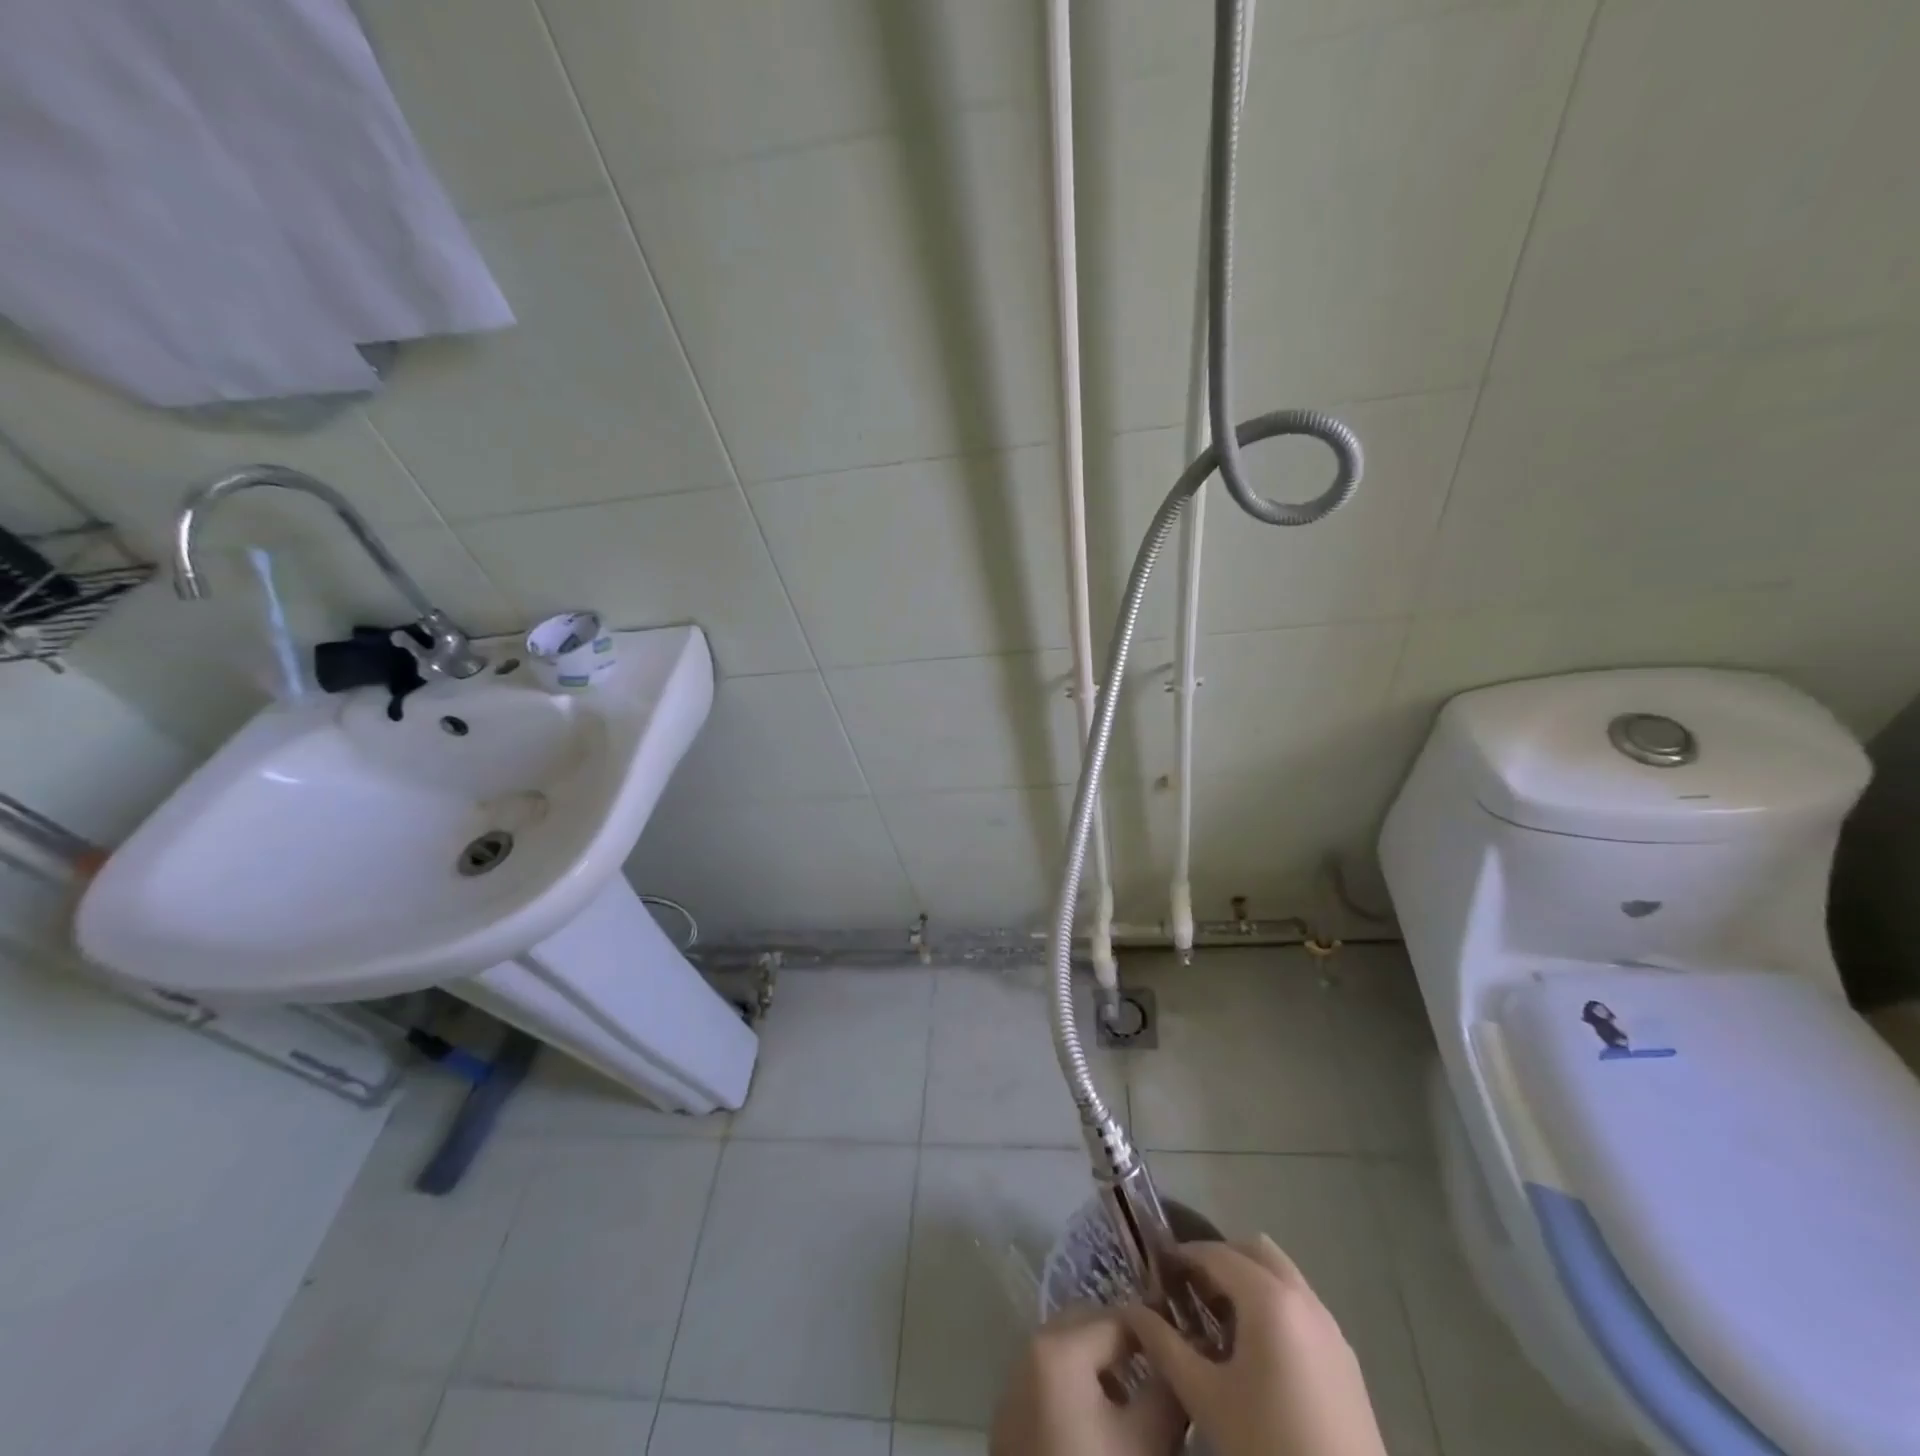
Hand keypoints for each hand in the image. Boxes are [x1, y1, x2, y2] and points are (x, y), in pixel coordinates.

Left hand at [990, 1306, 1187, 1455]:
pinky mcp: (1009, 1422)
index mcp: (1059, 1348)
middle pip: (1088, 1327)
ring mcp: (1013, 1386)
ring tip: (1137, 1402)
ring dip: (1102, 1367)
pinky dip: (1078, 1390)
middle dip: (1126, 1345)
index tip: (1186, 1351)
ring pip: (1068, 1353)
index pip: (1120, 1320)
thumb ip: (1169, 1389)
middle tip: (1163, 1372)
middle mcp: (1029, 1351)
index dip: (1157, 1335)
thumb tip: (1182, 1361)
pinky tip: (1104, 1428)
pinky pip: (1049, 1383)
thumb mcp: (1149, 1443)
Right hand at [1121, 1236, 1387, 1455]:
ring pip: (1282, 1276)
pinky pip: (1302, 1307)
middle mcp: (1304, 1298)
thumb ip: (1164, 1346)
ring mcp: (1331, 1328)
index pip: (1216, 1253)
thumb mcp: (1206, 1398)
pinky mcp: (1346, 1359)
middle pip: (1254, 1251)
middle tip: (1190, 1289)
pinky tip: (1256, 1352)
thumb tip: (1133, 1311)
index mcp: (1269, 1298)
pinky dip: (1274, 1306)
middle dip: (1219, 1259)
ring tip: (1219, 1320)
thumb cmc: (1268, 1446)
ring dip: (1248, 1281)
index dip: (1183, 1255)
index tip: (1158, 1271)